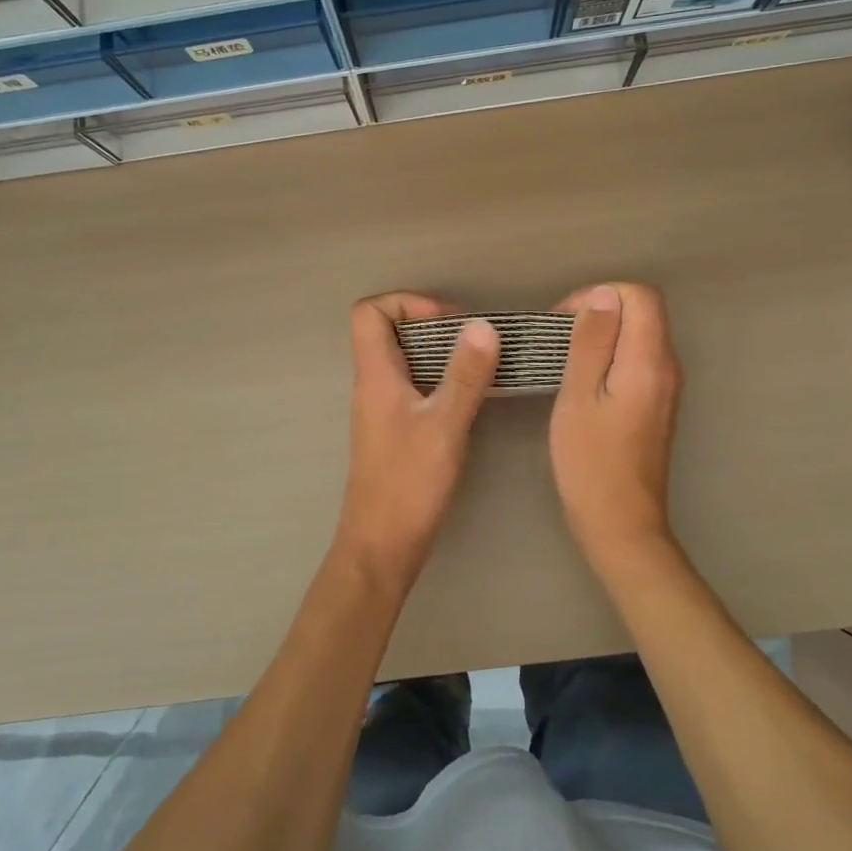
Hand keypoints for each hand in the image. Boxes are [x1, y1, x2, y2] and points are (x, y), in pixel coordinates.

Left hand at [336, 293, 499, 594]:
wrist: (381, 547)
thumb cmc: (408, 484)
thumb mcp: (444, 426)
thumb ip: (464, 375)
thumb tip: (482, 326)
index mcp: (375, 375)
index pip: (369, 312)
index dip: (406, 303)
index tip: (448, 320)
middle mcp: (372, 385)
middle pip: (388, 331)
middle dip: (431, 324)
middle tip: (472, 341)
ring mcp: (381, 408)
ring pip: (404, 360)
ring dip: (439, 353)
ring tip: (478, 365)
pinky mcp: (393, 430)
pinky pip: (413, 386)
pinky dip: (439, 379)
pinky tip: (468, 398)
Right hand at [548, 283, 683, 570]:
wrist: (621, 524)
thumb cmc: (591, 462)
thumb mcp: (579, 396)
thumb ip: (592, 342)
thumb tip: (603, 295)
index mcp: (649, 361)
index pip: (640, 295)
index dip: (599, 295)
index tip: (564, 321)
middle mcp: (667, 367)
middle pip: (642, 311)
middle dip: (599, 310)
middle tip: (559, 338)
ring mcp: (666, 386)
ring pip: (639, 334)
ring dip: (602, 333)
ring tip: (564, 357)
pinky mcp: (657, 403)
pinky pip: (637, 358)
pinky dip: (610, 354)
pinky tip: (582, 379)